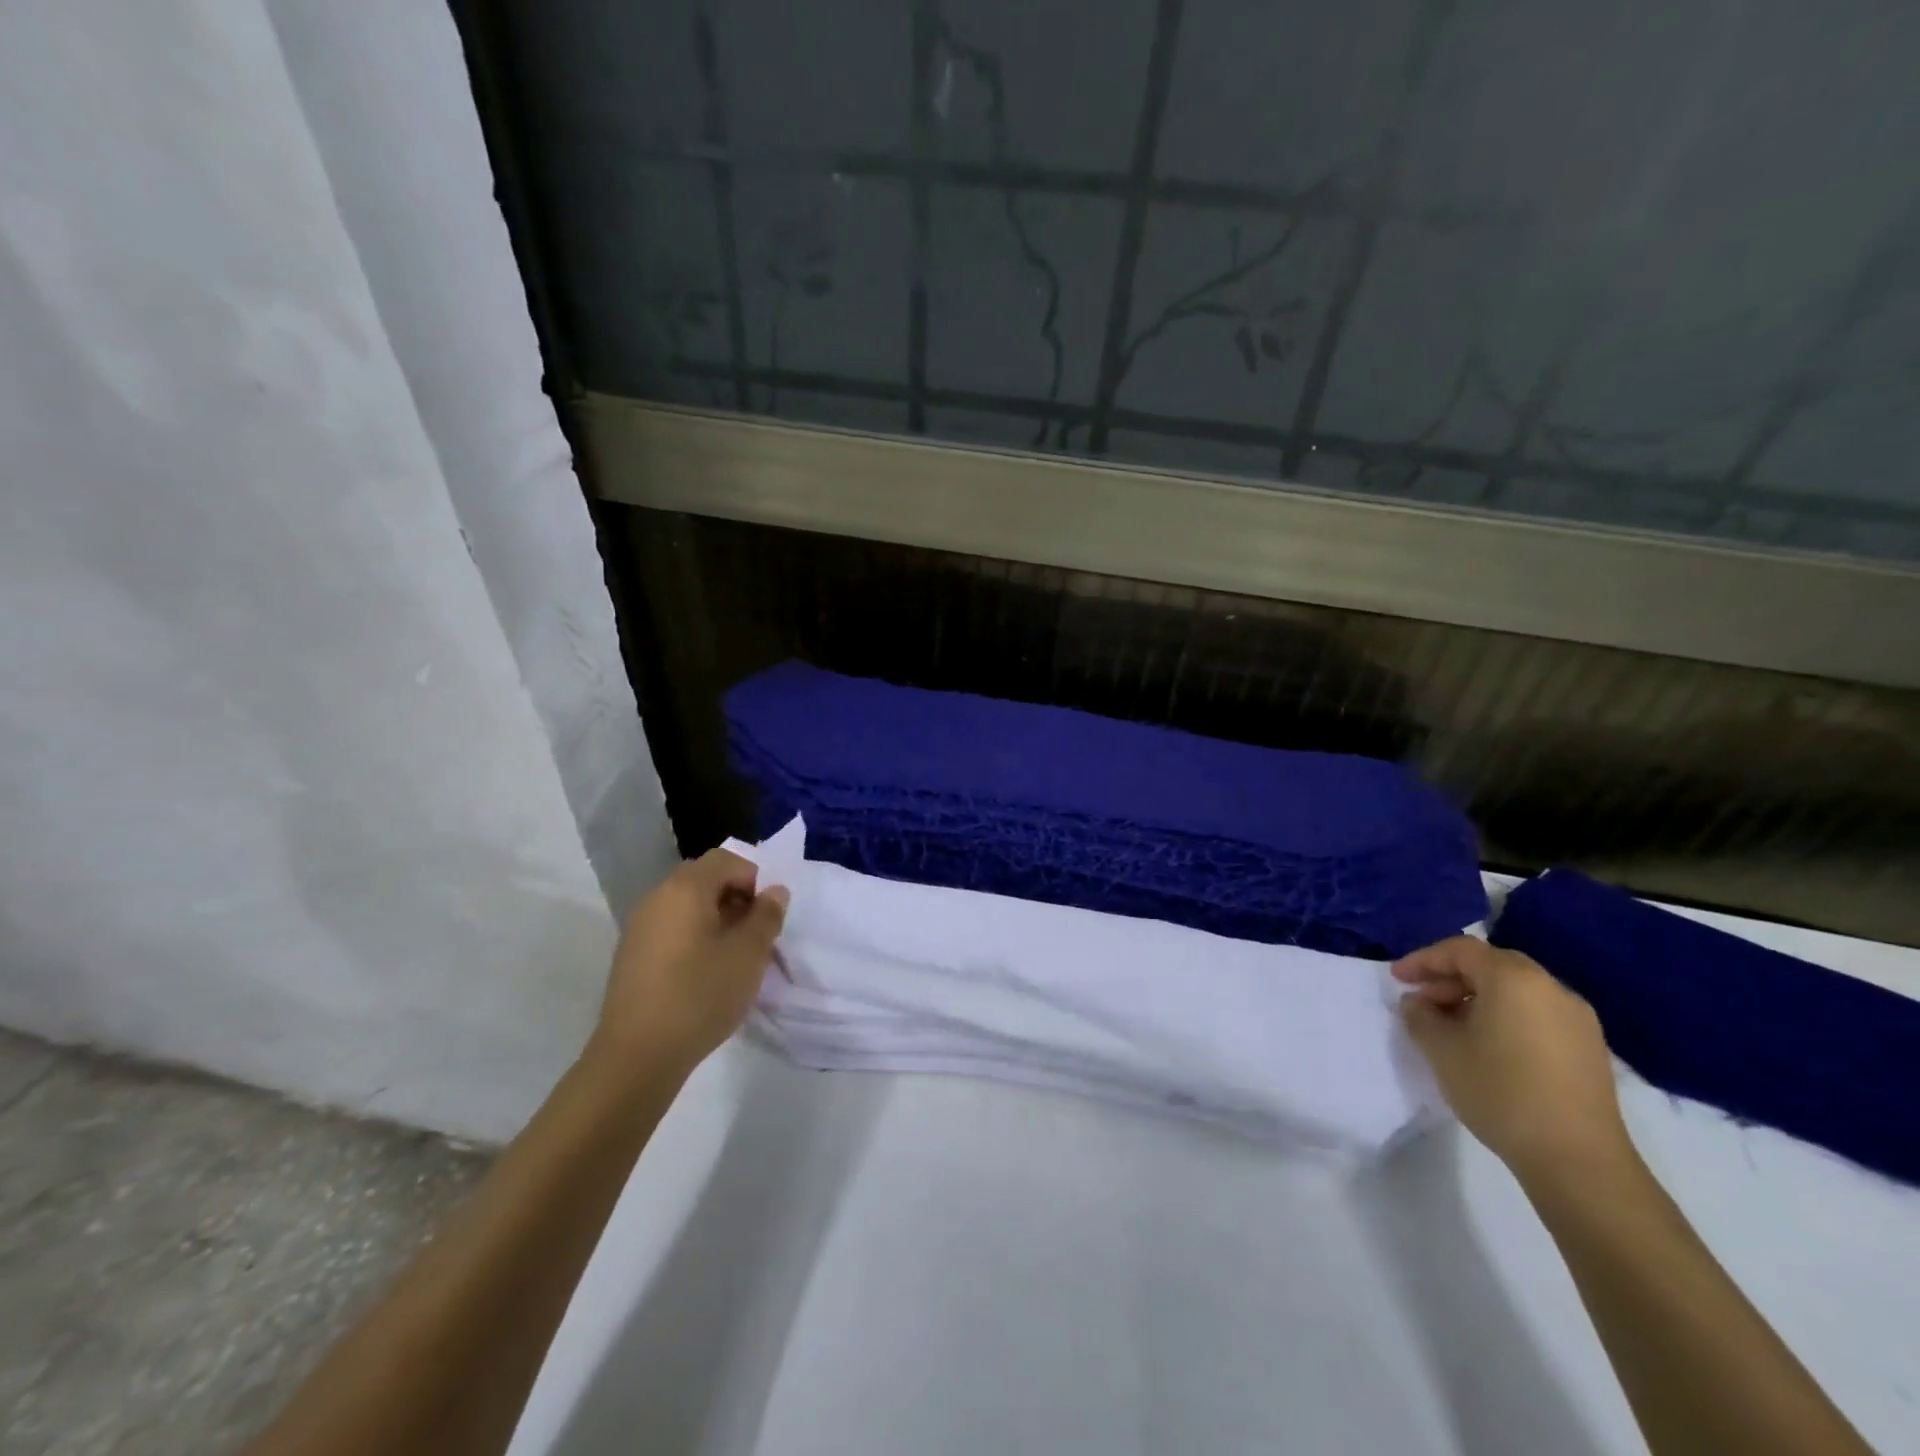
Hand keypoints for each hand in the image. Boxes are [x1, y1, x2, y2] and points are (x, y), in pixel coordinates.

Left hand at [589, 848, 788, 1073]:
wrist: (637, 1056)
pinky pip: (671, 928)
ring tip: (735, 955)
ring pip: (686, 905)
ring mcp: (639, 927)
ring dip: (716, 918)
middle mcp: (657, 897)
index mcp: (685, 888)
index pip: (726, 860)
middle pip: (704, 879)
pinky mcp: (631, 955)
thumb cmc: (701, 995)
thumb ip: (767, 916)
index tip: (769, 914)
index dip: (755, 878)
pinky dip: (694, 936)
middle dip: (736, 897)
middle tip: (756, 932)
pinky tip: (705, 972)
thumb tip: (775, 891)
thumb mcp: (749, 955)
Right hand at [1392, 935, 1633, 1186]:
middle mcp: (1551, 988)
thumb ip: (1419, 1016)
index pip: (1460, 950)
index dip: (1423, 960)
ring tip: (1451, 1027)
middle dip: (1450, 978)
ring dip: (1477, 998)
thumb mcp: (1441, 1049)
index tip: (1397, 980)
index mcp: (1514, 979)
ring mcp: (1577, 1019)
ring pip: (1515, 990)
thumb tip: (1418, 1003)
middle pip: (1491, 965)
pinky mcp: (1589, 1048)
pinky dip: (1505, 1016)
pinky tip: (1488, 1046)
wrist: (1578, 1160)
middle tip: (1422, 1001)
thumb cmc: (1500, 1091)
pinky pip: (1537, 1013)